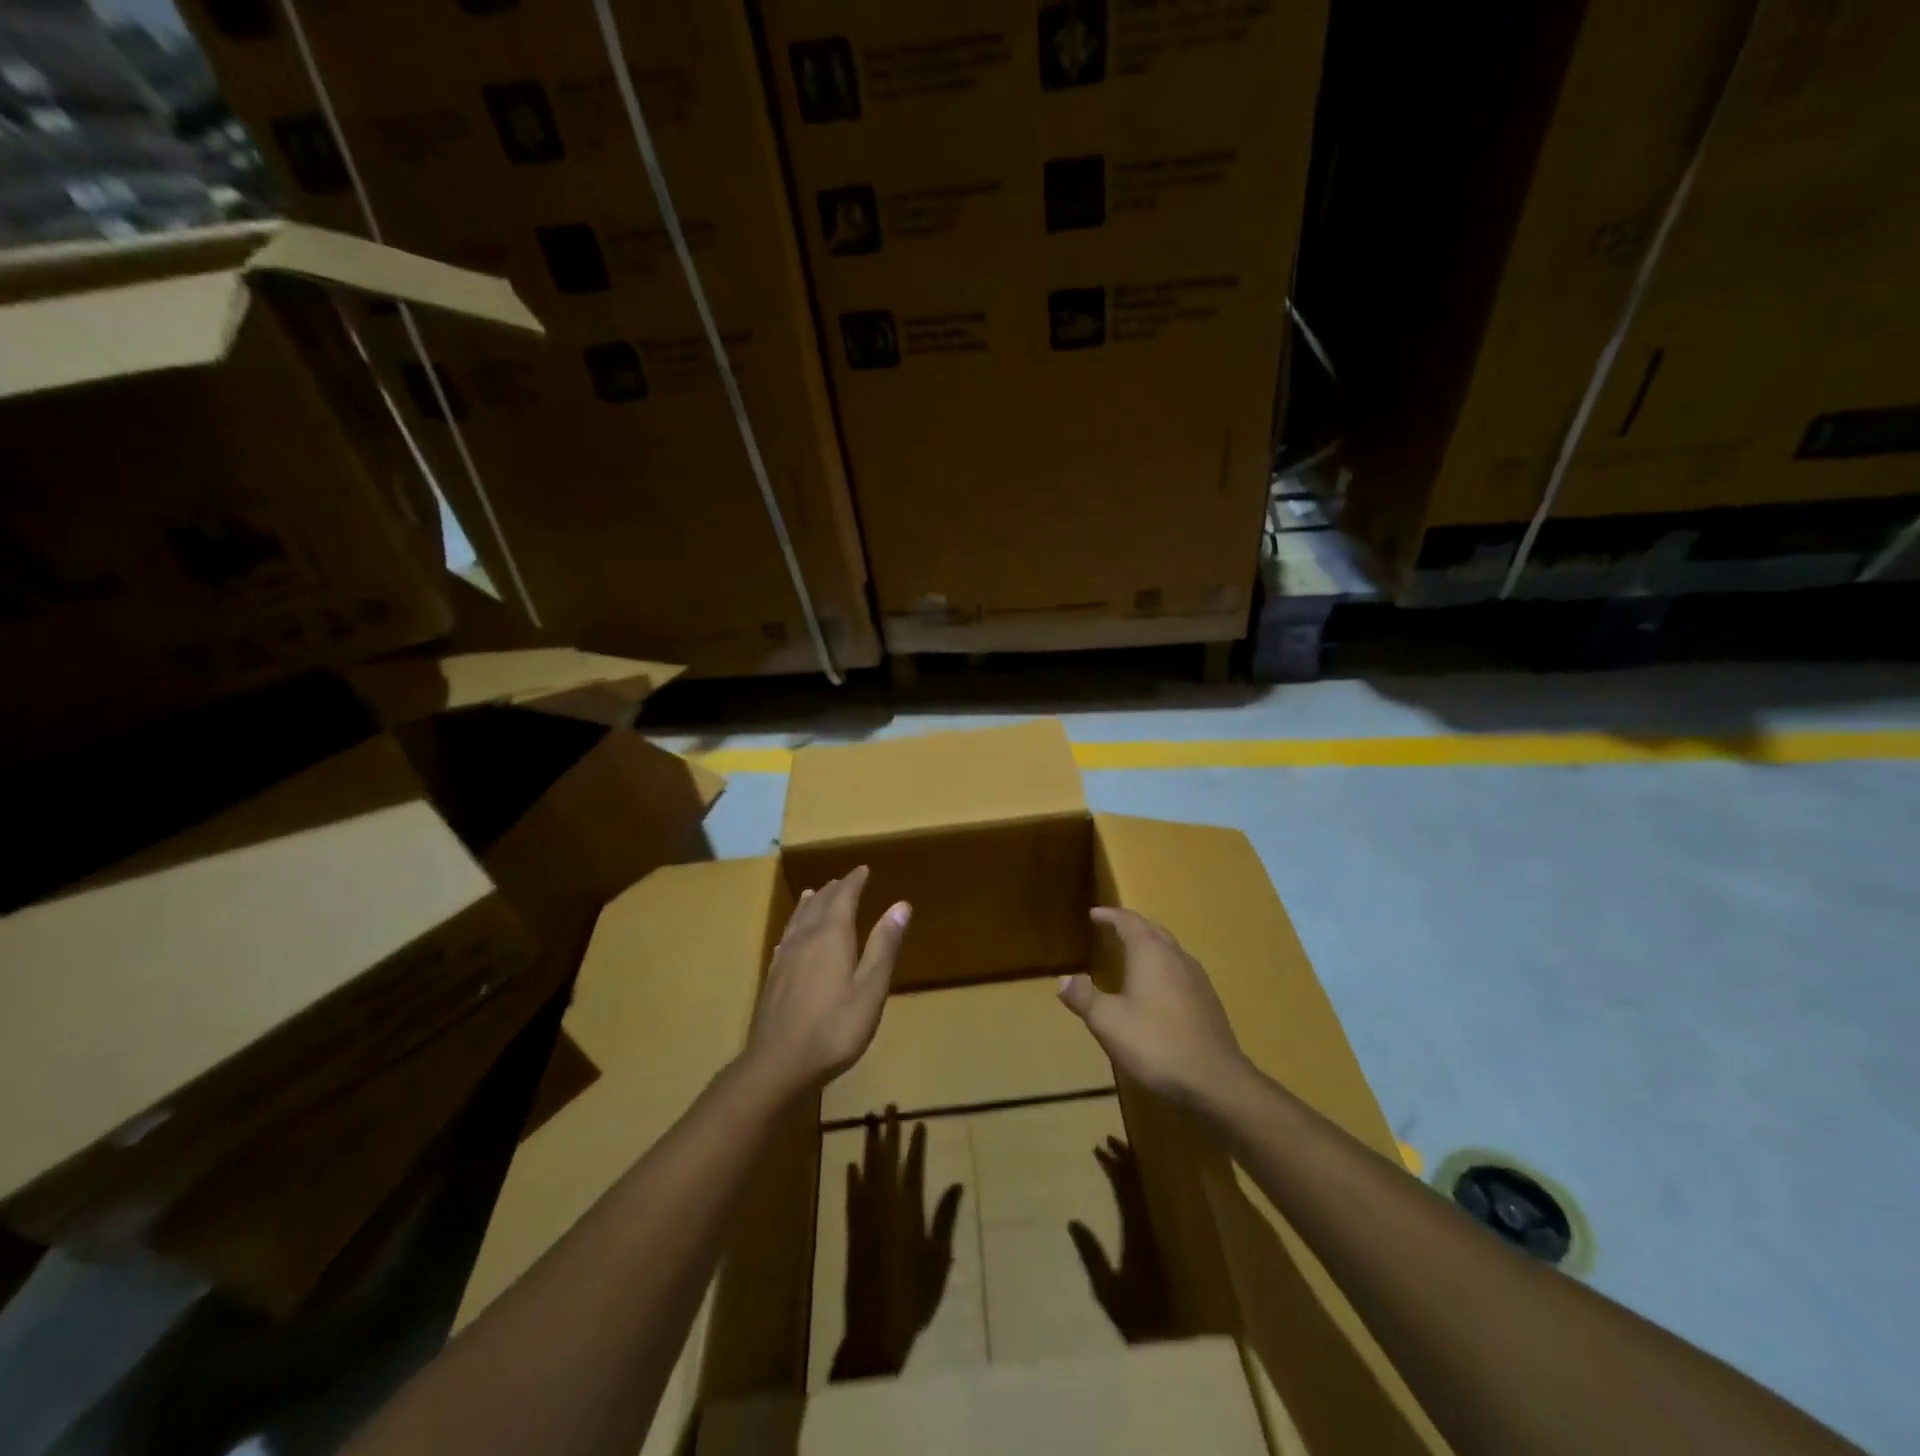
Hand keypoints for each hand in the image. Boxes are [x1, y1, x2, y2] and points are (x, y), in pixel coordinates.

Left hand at [744, 867, 909, 1100]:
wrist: (778, 1064)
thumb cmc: (834, 1028)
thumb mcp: (870, 989)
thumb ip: (884, 946)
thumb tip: (901, 904)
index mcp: (832, 936)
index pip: (844, 897)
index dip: (854, 882)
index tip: (863, 869)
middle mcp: (806, 938)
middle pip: (819, 904)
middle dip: (835, 890)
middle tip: (846, 880)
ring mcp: (785, 957)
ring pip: (799, 919)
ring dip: (811, 903)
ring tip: (816, 893)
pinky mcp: (773, 976)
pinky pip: (786, 937)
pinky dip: (794, 925)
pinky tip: (792, 935)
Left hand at [830, 1108, 963, 1381]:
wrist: (876, 1328)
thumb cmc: (915, 1295)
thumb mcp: (938, 1257)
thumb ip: (945, 1218)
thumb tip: (955, 1184)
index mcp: (909, 1210)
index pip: (913, 1167)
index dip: (916, 1143)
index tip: (918, 1121)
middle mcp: (885, 1205)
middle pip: (887, 1160)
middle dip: (889, 1132)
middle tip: (889, 1106)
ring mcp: (866, 1216)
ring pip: (867, 1170)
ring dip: (869, 1145)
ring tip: (869, 1121)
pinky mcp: (851, 1230)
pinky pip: (852, 1195)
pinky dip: (852, 1177)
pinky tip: (851, 1164)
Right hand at [1057, 908, 1252, 1112]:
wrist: (1215, 1081)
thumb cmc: (1155, 1043)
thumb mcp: (1107, 1022)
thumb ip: (1083, 996)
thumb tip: (1062, 978)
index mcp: (1150, 953)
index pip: (1129, 921)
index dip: (1110, 915)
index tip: (1094, 913)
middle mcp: (1176, 956)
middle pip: (1153, 930)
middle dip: (1131, 926)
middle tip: (1112, 928)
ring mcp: (1197, 978)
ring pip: (1170, 950)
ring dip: (1149, 946)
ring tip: (1131, 955)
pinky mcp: (1208, 1001)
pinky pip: (1180, 970)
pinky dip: (1163, 967)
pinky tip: (1157, 989)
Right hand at [1068, 1136, 1172, 1344]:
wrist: (1168, 1343)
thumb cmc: (1134, 1318)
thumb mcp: (1106, 1290)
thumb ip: (1091, 1255)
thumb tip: (1073, 1221)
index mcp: (1137, 1235)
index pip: (1126, 1190)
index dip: (1114, 1166)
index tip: (1099, 1147)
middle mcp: (1150, 1229)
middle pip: (1139, 1185)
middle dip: (1125, 1159)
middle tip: (1109, 1139)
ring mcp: (1157, 1236)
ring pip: (1147, 1192)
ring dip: (1134, 1170)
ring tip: (1120, 1151)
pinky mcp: (1159, 1245)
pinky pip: (1149, 1204)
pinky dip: (1139, 1186)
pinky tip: (1133, 1183)